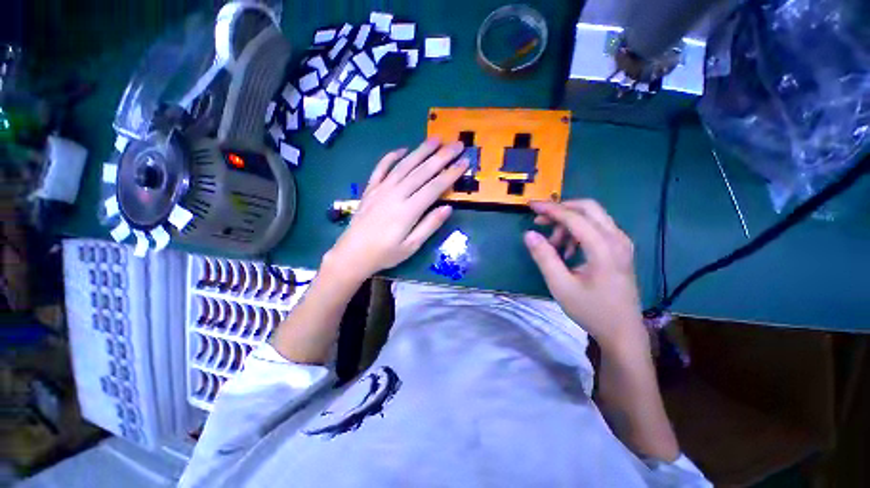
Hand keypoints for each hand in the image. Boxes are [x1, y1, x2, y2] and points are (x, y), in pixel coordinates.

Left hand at [323, 139, 467, 282]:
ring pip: (404, 165)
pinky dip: (392, 157)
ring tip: (435, 139)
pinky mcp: (370, 189)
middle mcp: (396, 194)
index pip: (435, 187)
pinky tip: (402, 150)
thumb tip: (448, 207)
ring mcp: (381, 189)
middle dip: (442, 156)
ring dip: (421, 151)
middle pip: (422, 171)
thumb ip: (429, 226)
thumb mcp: (411, 246)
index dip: (451, 174)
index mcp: (408, 210)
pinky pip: (381, 168)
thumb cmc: (385, 254)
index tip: (465, 162)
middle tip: (457, 144)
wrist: (352, 254)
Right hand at [524, 200, 647, 354]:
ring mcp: (621, 243)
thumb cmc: (591, 310)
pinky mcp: (620, 249)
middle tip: (539, 221)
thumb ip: (544, 257)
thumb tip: (529, 234)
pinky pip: (596, 228)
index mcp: (604, 248)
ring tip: (553, 245)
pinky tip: (567, 251)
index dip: (550, 209)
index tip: (530, 206)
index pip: (574, 217)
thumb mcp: (560, 285)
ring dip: (568, 223)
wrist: (623, 332)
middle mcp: (617, 239)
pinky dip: (578, 232)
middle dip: (560, 210)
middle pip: (588, 208)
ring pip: (592, 217)